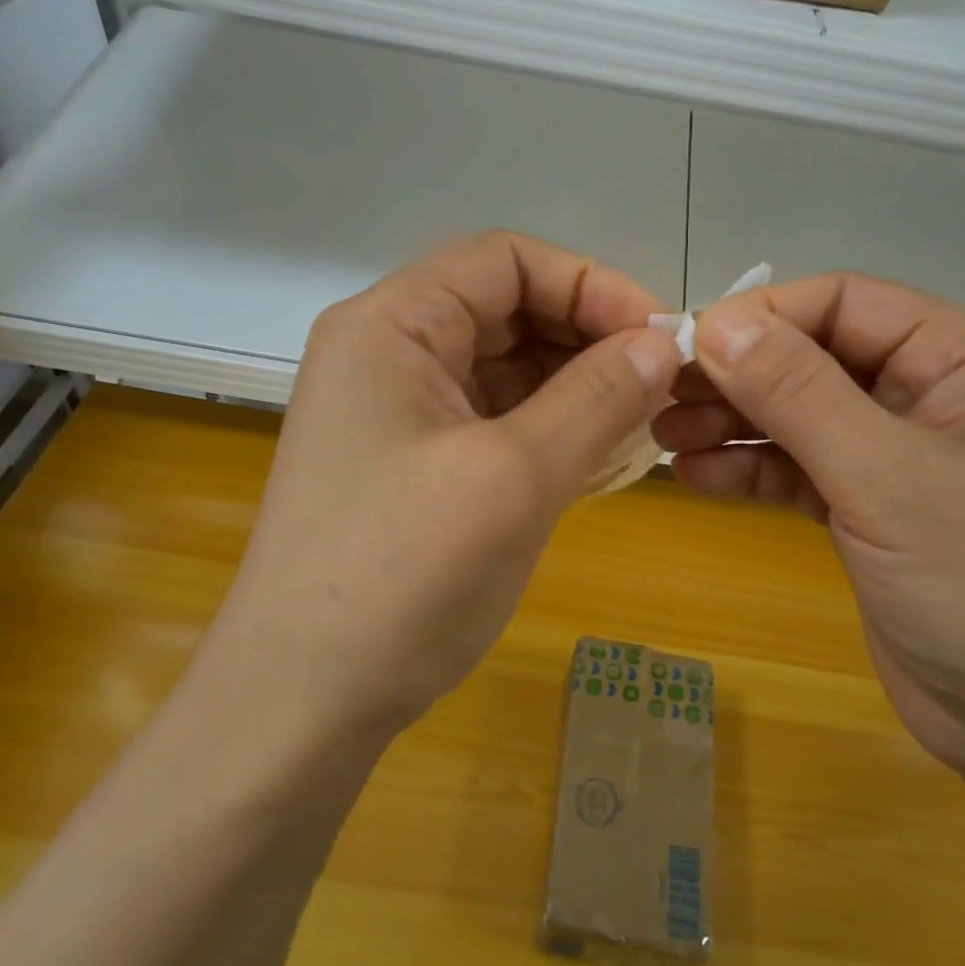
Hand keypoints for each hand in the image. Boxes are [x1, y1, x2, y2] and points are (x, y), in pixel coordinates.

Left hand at [215, 232, 682, 737]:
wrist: (301, 705)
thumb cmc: (402, 576)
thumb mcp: (516, 478)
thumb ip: (597, 398)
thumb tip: (662, 344)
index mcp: (392, 324)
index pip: (505, 260)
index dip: (590, 285)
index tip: (658, 337)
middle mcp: (388, 350)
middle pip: (505, 307)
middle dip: (587, 335)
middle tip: (660, 381)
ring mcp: (397, 407)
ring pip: (505, 363)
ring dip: (575, 381)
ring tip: (641, 417)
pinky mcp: (412, 458)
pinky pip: (494, 414)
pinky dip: (549, 422)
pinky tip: (597, 449)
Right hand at [654, 274, 964, 778]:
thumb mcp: (886, 477)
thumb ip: (797, 392)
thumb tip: (716, 323)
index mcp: (963, 359)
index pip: (845, 302)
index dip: (762, 316)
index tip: (687, 344)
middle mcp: (933, 395)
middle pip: (815, 358)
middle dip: (738, 375)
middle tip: (661, 395)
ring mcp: (901, 457)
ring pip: (801, 416)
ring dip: (734, 422)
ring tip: (663, 437)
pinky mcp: (874, 512)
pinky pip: (802, 469)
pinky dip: (751, 468)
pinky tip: (697, 475)